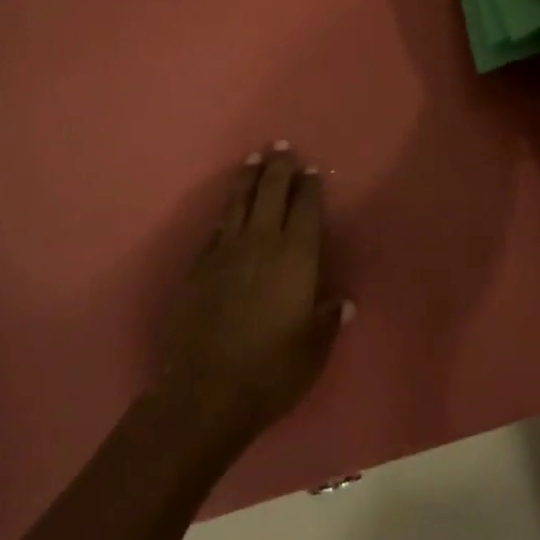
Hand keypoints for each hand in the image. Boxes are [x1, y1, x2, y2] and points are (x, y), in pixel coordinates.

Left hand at [155, 144, 349, 450]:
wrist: (205, 393)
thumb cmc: (271, 372)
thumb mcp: (313, 350)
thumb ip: (327, 320)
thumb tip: (341, 302)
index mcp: (295, 259)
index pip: (305, 210)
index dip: (309, 187)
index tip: (311, 169)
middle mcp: (260, 245)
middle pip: (270, 194)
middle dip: (278, 167)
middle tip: (281, 146)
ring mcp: (224, 253)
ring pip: (238, 204)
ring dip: (247, 179)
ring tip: (252, 159)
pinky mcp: (198, 268)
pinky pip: (216, 230)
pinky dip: (225, 215)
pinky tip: (226, 212)